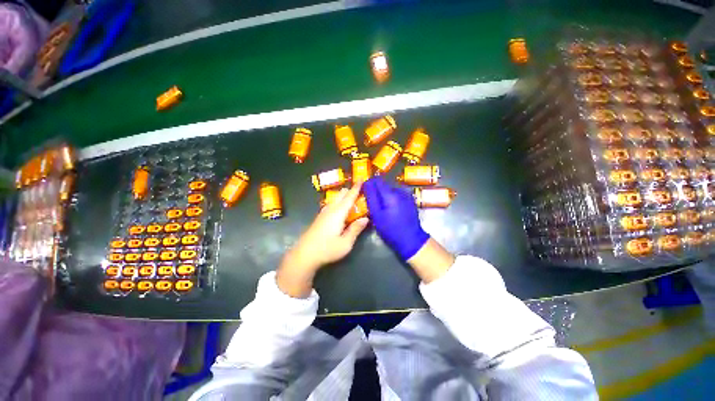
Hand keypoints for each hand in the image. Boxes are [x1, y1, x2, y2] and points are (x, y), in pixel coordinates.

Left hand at [277, 181, 368, 296]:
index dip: (356, 188)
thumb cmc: (327, 249)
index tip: (361, 179)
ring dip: (343, 197)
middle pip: (341, 195)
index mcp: (338, 213)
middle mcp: (330, 209)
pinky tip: (340, 210)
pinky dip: (338, 203)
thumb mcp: (346, 243)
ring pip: (335, 199)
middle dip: (350, 191)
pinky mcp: (319, 218)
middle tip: (360, 192)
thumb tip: (365, 219)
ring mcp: (323, 213)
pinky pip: (331, 205)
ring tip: (351, 200)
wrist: (304, 255)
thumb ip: (355, 229)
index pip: (349, 197)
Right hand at [362, 177, 429, 260]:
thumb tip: (366, 183)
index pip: (377, 180)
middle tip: (372, 201)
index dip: (369, 183)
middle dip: (377, 190)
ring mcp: (407, 195)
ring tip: (380, 206)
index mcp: (391, 194)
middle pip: (385, 184)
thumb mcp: (377, 215)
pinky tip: (390, 208)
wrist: (411, 239)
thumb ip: (371, 198)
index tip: (364, 190)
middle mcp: (400, 190)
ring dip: (384, 194)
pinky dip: (391, 198)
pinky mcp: (410, 200)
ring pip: (391, 189)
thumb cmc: (390, 229)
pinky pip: (397, 194)